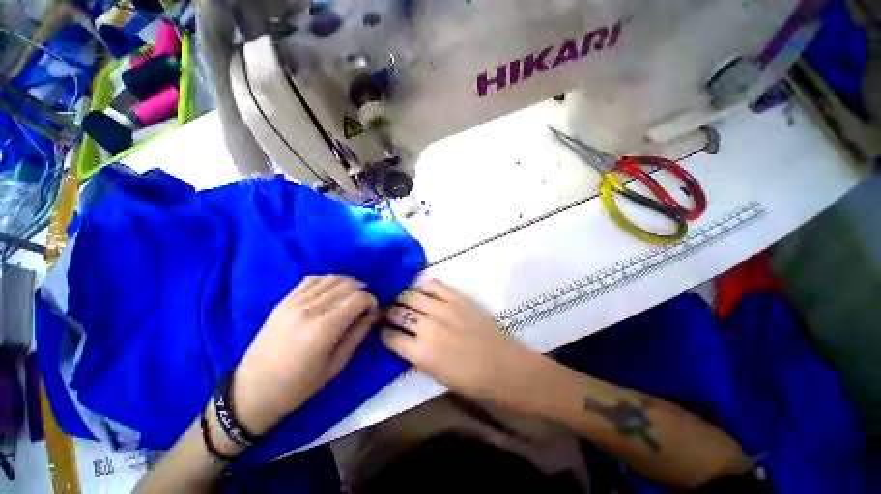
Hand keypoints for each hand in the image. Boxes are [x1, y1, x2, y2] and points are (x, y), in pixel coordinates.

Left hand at [233, 276, 378, 435]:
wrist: (254, 390)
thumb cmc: (299, 385)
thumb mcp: (336, 364)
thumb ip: (358, 334)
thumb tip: (375, 314)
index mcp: (324, 328)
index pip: (358, 299)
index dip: (371, 301)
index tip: (372, 311)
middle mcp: (310, 309)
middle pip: (347, 286)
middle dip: (362, 291)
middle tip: (364, 305)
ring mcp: (294, 302)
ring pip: (331, 279)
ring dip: (347, 283)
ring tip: (352, 294)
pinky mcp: (283, 301)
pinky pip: (311, 279)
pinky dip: (327, 279)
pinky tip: (332, 289)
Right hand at [382, 280, 549, 410]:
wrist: (503, 365)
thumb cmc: (470, 380)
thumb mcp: (436, 375)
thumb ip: (416, 355)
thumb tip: (404, 339)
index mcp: (422, 353)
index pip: (391, 337)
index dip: (384, 333)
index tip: (384, 330)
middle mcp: (428, 327)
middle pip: (399, 312)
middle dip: (389, 312)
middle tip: (388, 312)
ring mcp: (444, 309)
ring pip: (412, 295)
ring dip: (402, 297)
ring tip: (401, 300)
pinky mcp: (458, 298)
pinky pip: (434, 285)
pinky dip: (424, 286)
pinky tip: (422, 291)